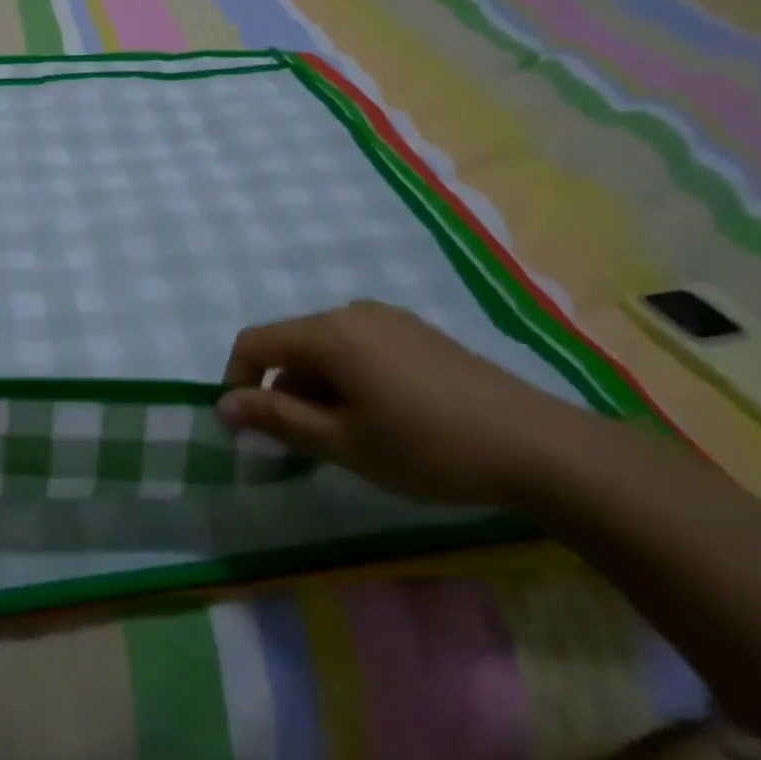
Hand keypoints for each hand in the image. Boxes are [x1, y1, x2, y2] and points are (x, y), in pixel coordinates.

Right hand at [217, 301, 601, 506]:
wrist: (537, 446)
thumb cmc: (427, 447)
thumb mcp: (343, 443)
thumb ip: (277, 419)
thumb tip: (223, 405)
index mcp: (329, 333)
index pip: (255, 342)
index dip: (237, 381)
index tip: (249, 428)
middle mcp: (354, 312)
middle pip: (292, 345)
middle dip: (283, 392)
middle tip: (305, 446)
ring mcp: (390, 319)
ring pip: (327, 349)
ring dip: (317, 389)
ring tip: (347, 438)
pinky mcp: (418, 334)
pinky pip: (360, 348)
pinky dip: (349, 379)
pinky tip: (383, 418)